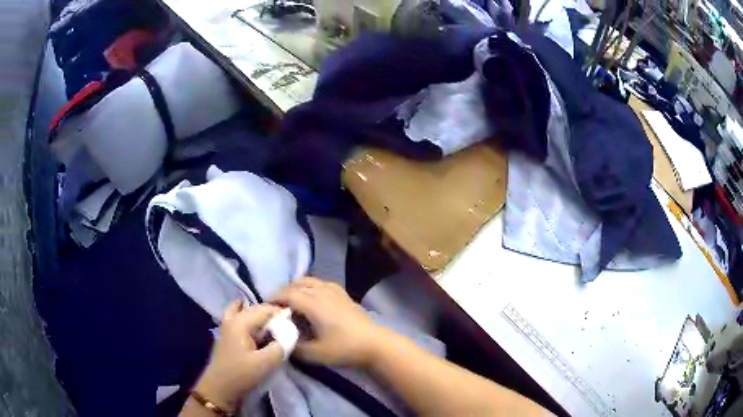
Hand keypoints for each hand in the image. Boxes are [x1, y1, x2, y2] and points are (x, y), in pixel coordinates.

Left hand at [194, 302, 283, 411]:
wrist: (220, 387)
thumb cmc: (241, 374)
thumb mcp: (266, 363)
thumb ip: (281, 346)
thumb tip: (289, 334)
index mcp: (240, 322)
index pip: (265, 309)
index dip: (281, 313)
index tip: (293, 323)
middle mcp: (231, 318)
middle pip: (254, 308)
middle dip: (270, 313)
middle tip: (284, 326)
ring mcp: (226, 325)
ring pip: (242, 309)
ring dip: (256, 314)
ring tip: (269, 326)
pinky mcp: (226, 334)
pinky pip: (237, 317)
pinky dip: (247, 318)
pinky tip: (257, 332)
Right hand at [272, 277, 384, 367]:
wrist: (374, 344)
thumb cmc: (344, 349)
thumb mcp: (315, 354)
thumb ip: (294, 346)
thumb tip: (281, 339)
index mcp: (313, 304)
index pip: (287, 294)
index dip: (274, 299)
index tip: (266, 307)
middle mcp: (322, 291)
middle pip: (296, 284)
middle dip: (283, 293)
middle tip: (277, 307)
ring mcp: (334, 290)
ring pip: (309, 281)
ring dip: (297, 288)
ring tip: (292, 302)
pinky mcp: (343, 294)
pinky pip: (321, 283)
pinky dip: (311, 286)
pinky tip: (312, 298)